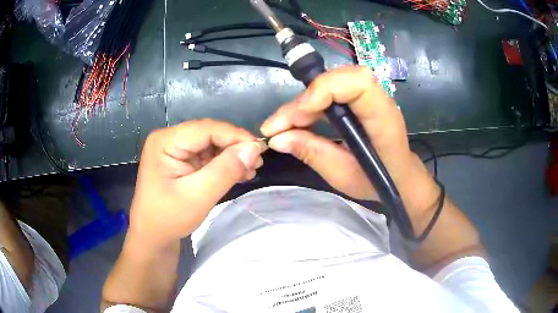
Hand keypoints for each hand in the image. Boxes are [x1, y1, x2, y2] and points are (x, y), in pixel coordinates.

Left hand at [129, 119, 264, 247]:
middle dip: (234, 147)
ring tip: (250, 170)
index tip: (260, 150)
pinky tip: (237, 173)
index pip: (206, 129)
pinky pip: (205, 155)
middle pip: (208, 134)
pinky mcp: (179, 160)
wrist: (152, 236)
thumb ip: (226, 170)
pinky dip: (222, 163)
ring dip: (231, 156)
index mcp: (165, 141)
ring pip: (210, 144)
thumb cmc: (169, 218)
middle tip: (257, 163)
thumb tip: (254, 148)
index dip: (235, 136)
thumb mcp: (199, 196)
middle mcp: (168, 138)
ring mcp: (173, 149)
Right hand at [261, 66, 438, 214]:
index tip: (298, 115)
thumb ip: (313, 154)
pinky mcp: (360, 99)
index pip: (358, 83)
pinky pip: (332, 91)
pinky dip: (310, 104)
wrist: (400, 176)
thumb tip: (277, 139)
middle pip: (339, 79)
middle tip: (278, 126)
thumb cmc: (379, 182)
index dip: (324, 90)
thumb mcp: (344, 176)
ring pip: (332, 82)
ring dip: (303, 102)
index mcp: (383, 119)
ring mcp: (370, 96)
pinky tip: (297, 120)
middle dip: (304, 99)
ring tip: (282, 126)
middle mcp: (379, 100)